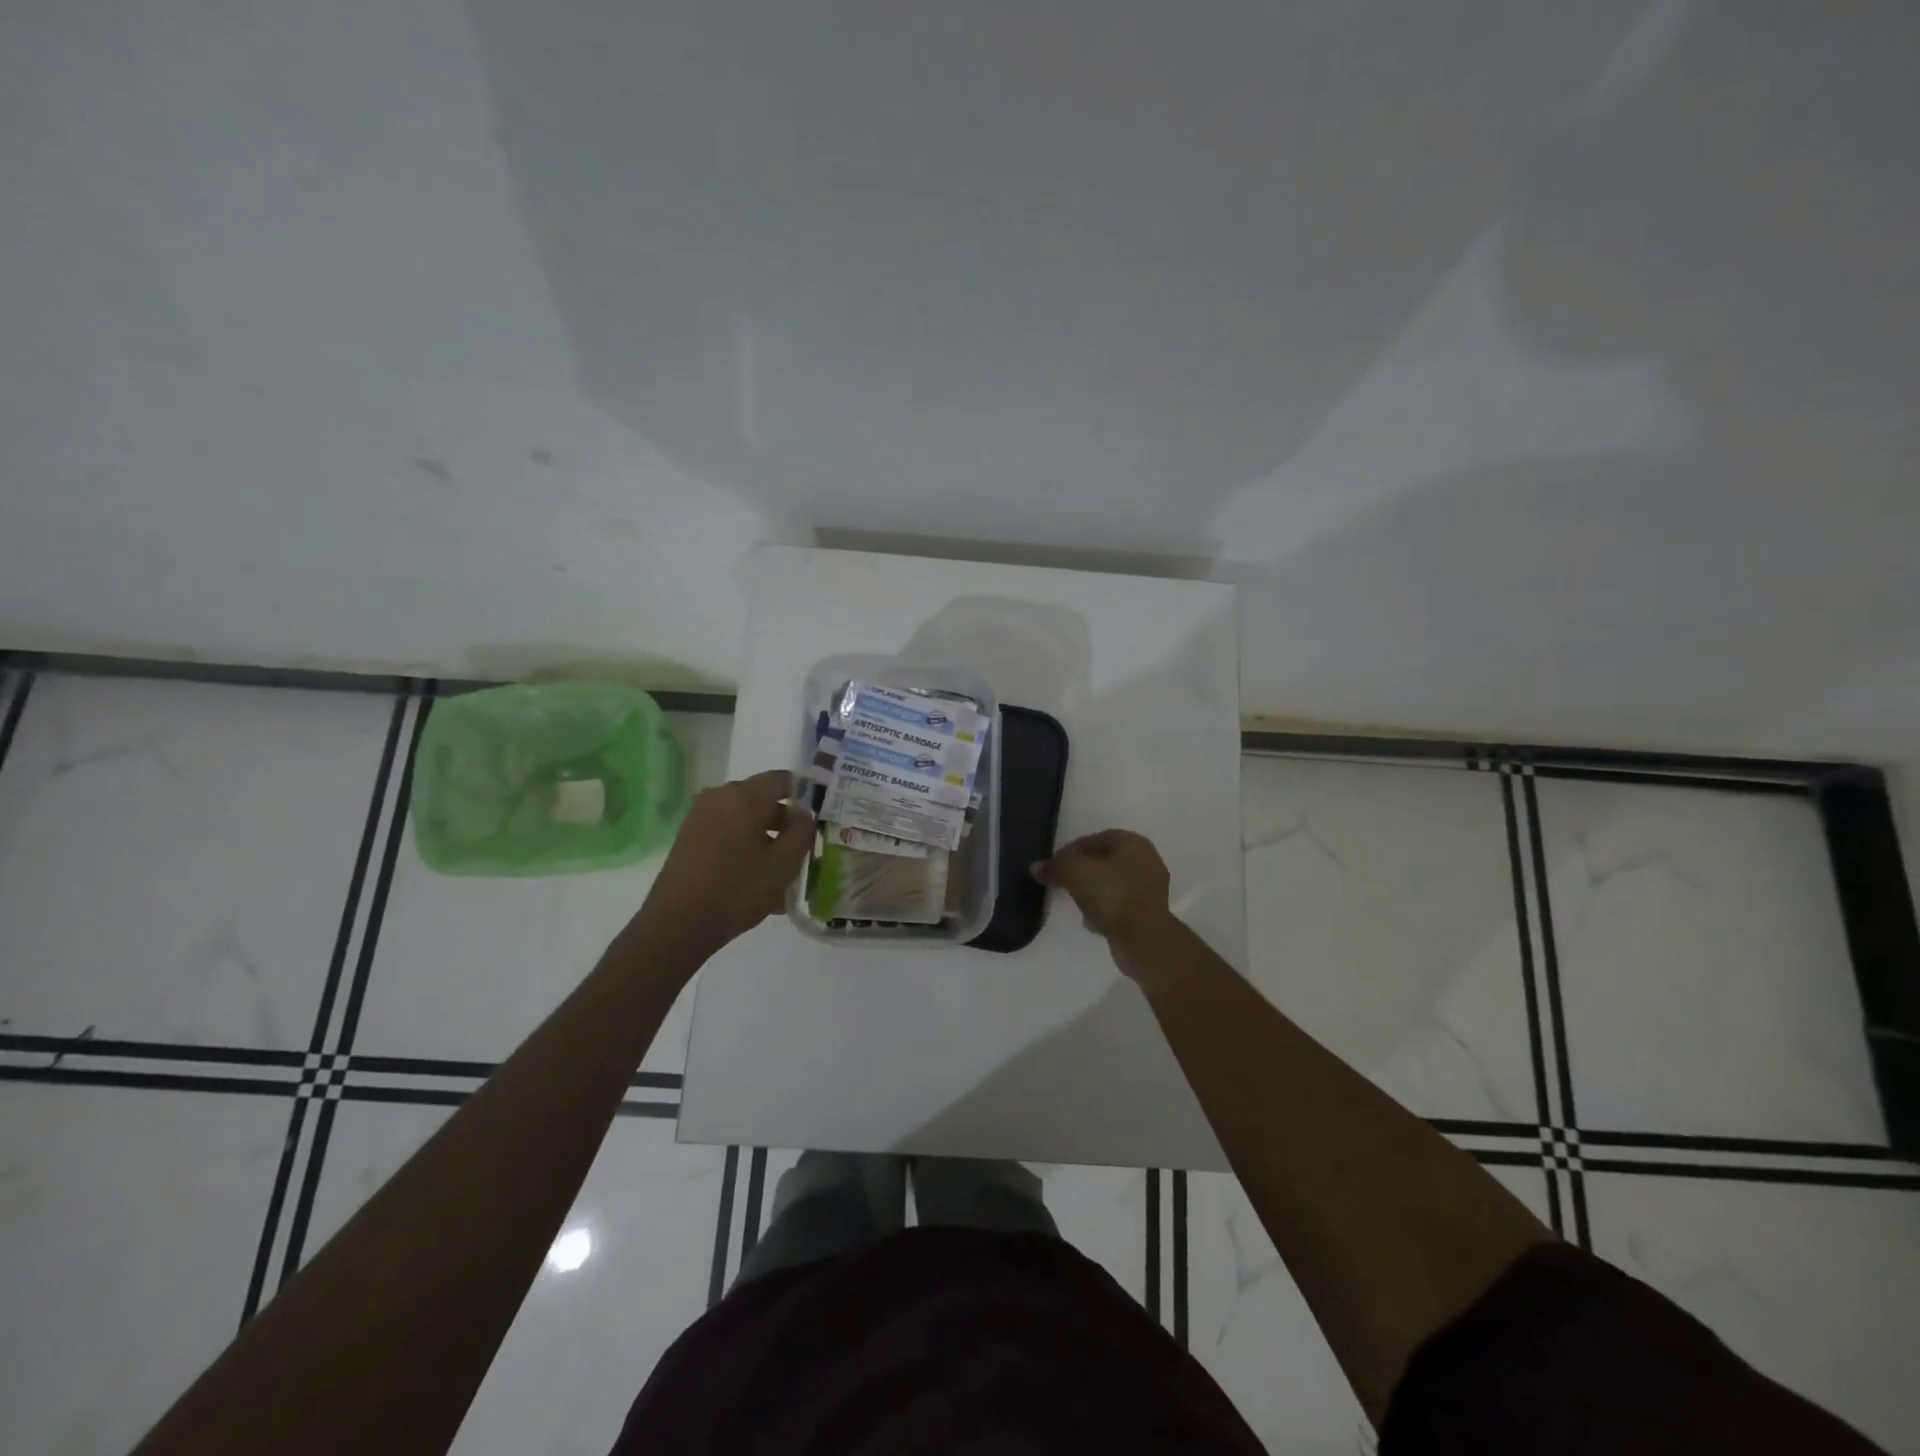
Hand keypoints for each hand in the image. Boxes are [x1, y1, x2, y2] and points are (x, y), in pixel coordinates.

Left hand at [635, 769, 813, 956]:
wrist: (676, 925)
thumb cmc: (737, 889)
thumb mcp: (784, 863)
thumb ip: (802, 831)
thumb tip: (803, 815)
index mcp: (744, 796)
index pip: (784, 779)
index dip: (807, 795)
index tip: (820, 819)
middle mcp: (719, 798)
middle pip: (764, 801)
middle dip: (786, 826)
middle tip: (804, 854)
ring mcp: (700, 819)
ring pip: (746, 823)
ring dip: (768, 844)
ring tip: (783, 879)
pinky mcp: (690, 840)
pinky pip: (729, 837)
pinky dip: (747, 852)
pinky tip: (759, 887)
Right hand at [1032, 830, 1173, 949]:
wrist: (1143, 938)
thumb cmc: (1111, 895)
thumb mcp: (1074, 872)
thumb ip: (1055, 865)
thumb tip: (1037, 867)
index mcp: (1132, 843)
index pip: (1095, 839)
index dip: (1071, 851)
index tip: (1055, 866)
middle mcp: (1147, 860)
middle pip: (1105, 861)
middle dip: (1083, 872)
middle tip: (1064, 883)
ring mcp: (1152, 888)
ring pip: (1113, 884)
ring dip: (1094, 892)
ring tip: (1076, 904)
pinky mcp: (1151, 913)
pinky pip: (1121, 905)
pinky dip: (1106, 910)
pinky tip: (1093, 922)